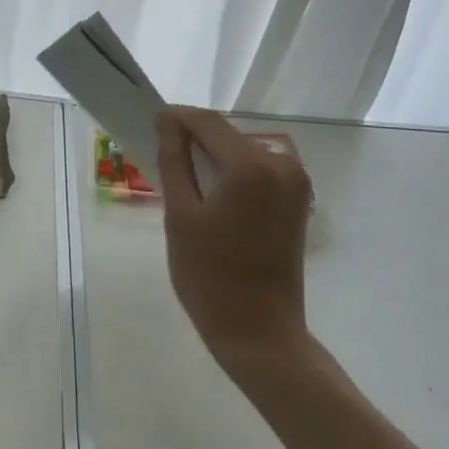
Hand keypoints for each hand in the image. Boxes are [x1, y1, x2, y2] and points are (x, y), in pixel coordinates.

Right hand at [154, 107, 313, 375]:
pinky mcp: (298, 199)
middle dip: (194, 138)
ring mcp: (295, 181)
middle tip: (160, 154)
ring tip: (182, 175)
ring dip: (213, 156)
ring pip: (243, 151)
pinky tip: (211, 192)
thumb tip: (167, 121)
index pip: (207, 122)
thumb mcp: (180, 215)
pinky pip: (259, 169)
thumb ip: (174, 160)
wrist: (259, 331)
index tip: (150, 122)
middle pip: (228, 134)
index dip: (177, 117)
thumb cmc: (209, 276)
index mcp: (251, 166)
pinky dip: (233, 172)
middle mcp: (281, 164)